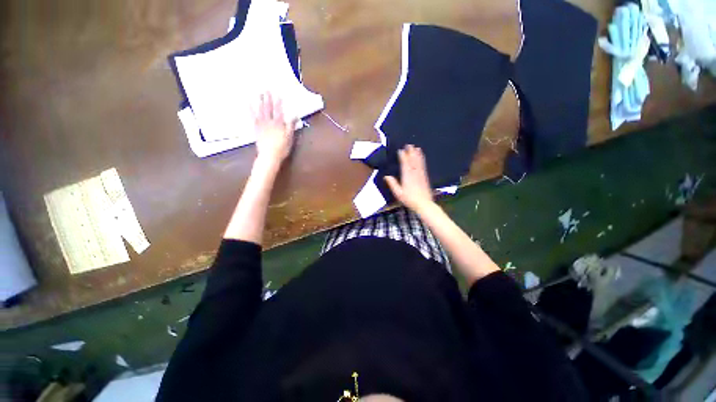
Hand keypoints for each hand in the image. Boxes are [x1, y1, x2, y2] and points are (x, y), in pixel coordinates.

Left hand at [253, 92, 296, 165]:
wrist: (270, 156)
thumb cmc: (282, 148)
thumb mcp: (290, 137)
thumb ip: (291, 125)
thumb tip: (295, 115)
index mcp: (279, 124)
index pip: (279, 111)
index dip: (278, 102)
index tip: (278, 94)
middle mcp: (269, 122)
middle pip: (269, 108)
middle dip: (268, 99)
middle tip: (266, 89)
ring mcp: (261, 125)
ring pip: (260, 111)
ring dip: (259, 101)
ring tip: (259, 93)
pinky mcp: (256, 129)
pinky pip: (252, 117)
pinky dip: (250, 110)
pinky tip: (248, 104)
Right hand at [384, 145, 433, 212]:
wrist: (424, 204)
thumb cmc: (409, 199)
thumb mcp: (398, 193)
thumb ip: (392, 184)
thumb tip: (386, 176)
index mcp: (407, 176)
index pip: (404, 164)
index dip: (402, 156)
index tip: (400, 150)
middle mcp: (414, 173)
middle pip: (412, 160)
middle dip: (411, 152)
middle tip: (409, 145)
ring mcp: (420, 174)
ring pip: (418, 162)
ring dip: (417, 154)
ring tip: (416, 147)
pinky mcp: (425, 177)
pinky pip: (423, 165)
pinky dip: (422, 159)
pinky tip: (422, 157)